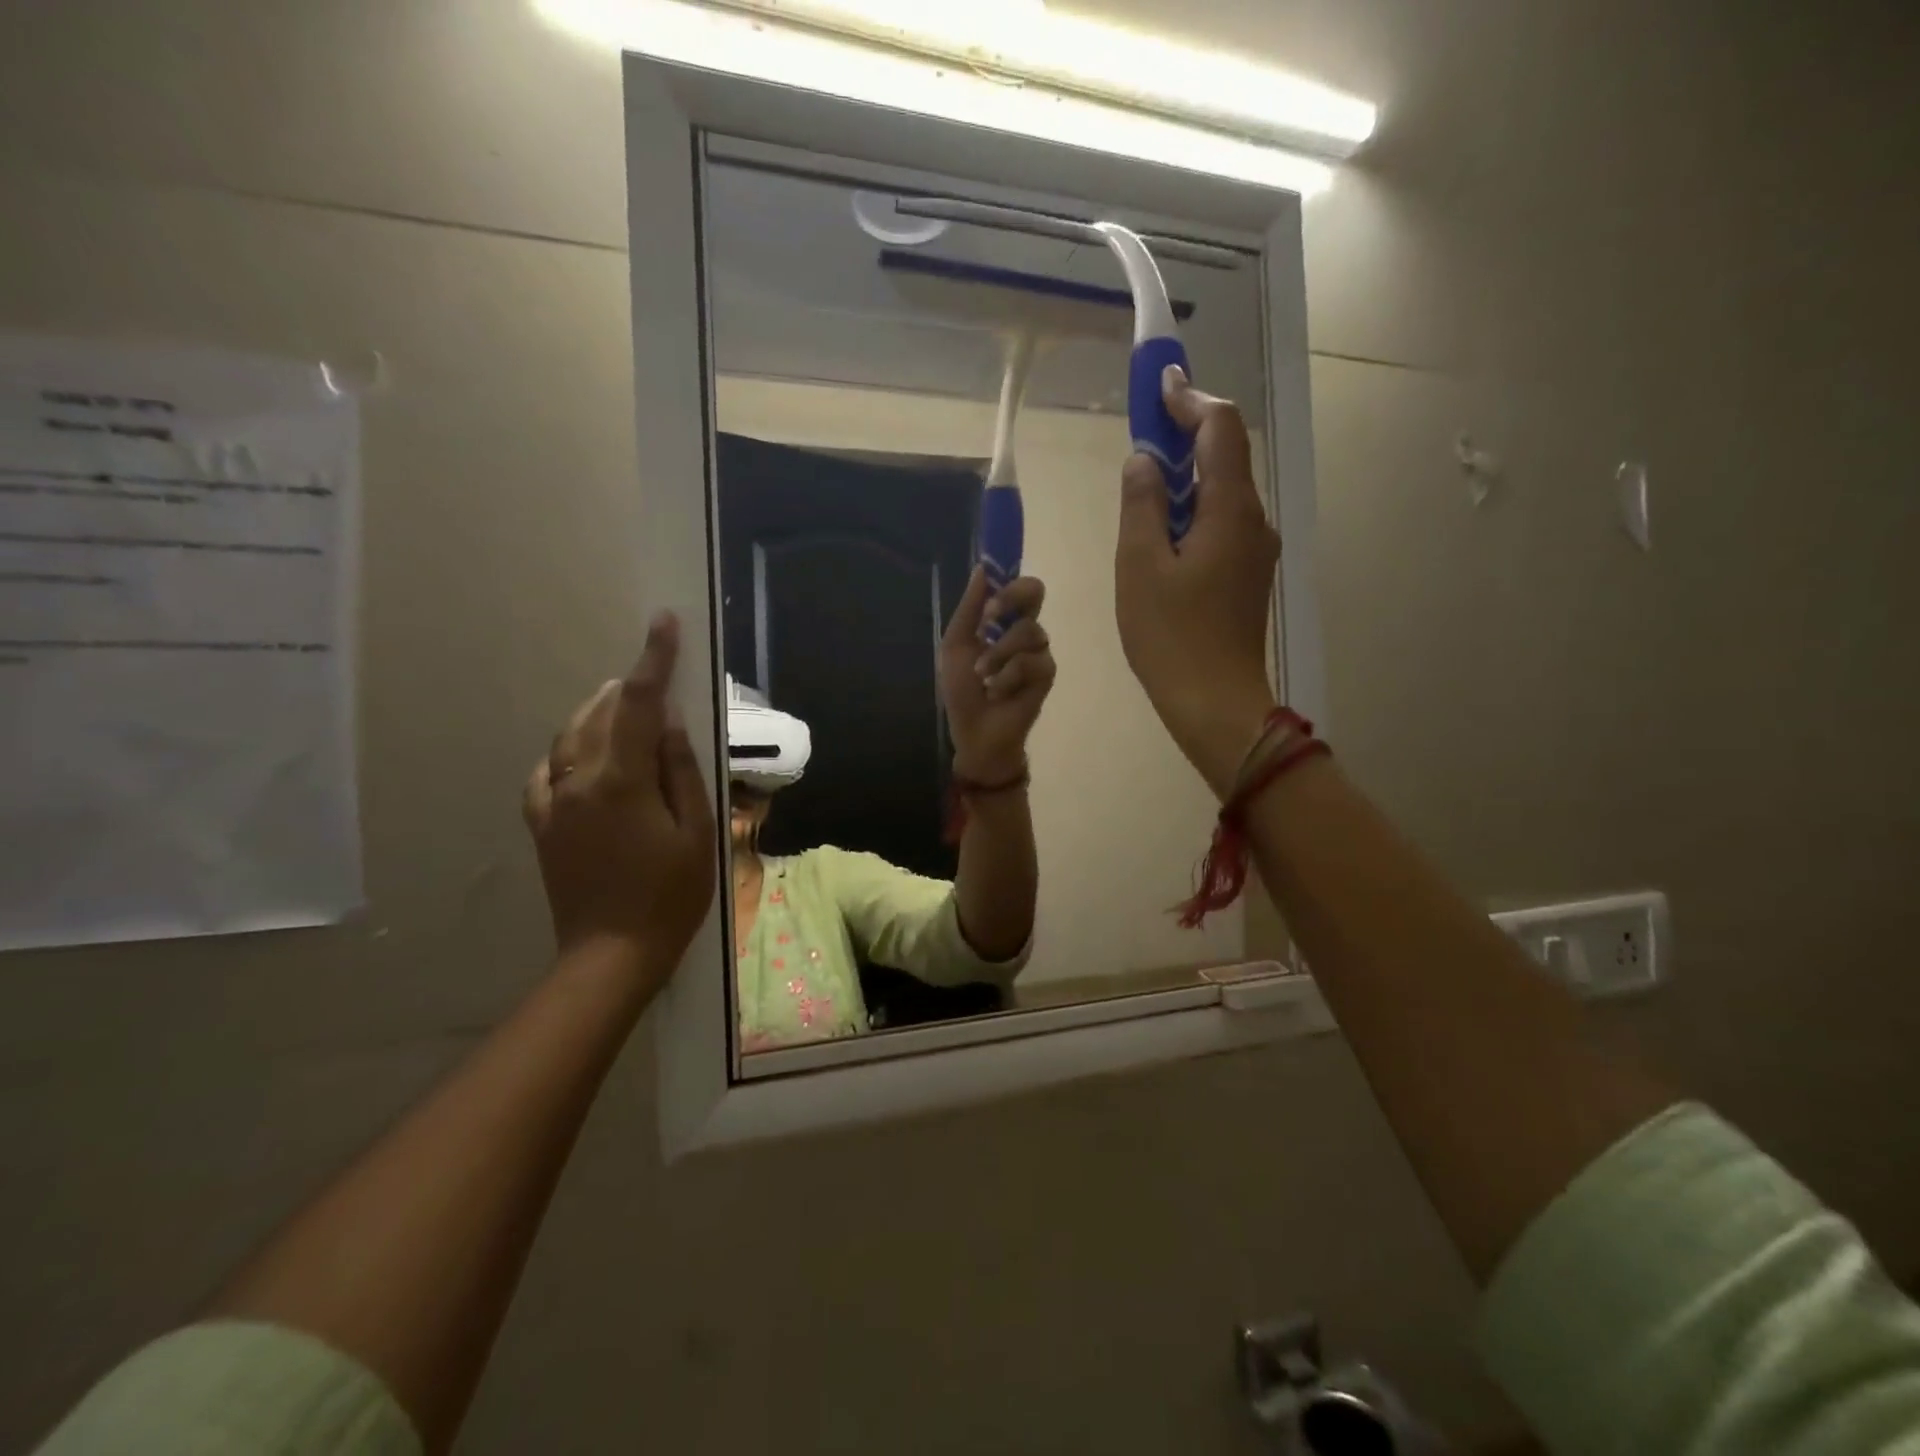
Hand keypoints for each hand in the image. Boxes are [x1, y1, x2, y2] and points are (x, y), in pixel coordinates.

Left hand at [522, 614, 716, 977]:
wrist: (611, 955)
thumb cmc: (670, 895)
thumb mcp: (696, 832)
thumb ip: (679, 771)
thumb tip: (668, 724)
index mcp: (620, 781)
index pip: (638, 704)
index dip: (653, 659)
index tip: (663, 623)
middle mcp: (577, 782)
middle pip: (598, 715)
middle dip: (626, 687)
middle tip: (652, 673)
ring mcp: (552, 804)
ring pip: (569, 738)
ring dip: (597, 713)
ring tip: (623, 705)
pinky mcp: (542, 826)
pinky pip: (548, 772)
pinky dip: (569, 751)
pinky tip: (584, 756)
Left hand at [940, 567, 1055, 783]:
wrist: (975, 731)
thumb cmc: (962, 690)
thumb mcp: (956, 646)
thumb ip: (969, 609)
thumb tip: (982, 569)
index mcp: (1002, 621)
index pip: (1016, 585)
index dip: (1007, 580)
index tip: (987, 593)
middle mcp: (1024, 629)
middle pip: (1035, 591)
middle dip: (1010, 599)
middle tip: (989, 619)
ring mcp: (1039, 651)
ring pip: (1028, 631)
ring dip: (997, 655)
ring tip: (984, 678)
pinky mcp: (1047, 673)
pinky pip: (1031, 662)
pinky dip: (1008, 677)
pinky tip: (999, 693)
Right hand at [1116, 366, 1278, 796]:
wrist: (1215, 702)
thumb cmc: (1171, 636)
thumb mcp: (1140, 566)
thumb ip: (1141, 504)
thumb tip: (1144, 461)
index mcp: (1230, 509)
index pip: (1220, 429)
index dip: (1190, 399)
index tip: (1159, 383)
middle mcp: (1253, 520)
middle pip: (1226, 456)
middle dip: (1187, 434)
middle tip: (1145, 429)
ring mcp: (1255, 550)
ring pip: (1222, 492)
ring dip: (1187, 476)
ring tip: (1145, 482)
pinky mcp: (1246, 576)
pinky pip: (1221, 524)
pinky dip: (1192, 510)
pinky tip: (1161, 531)